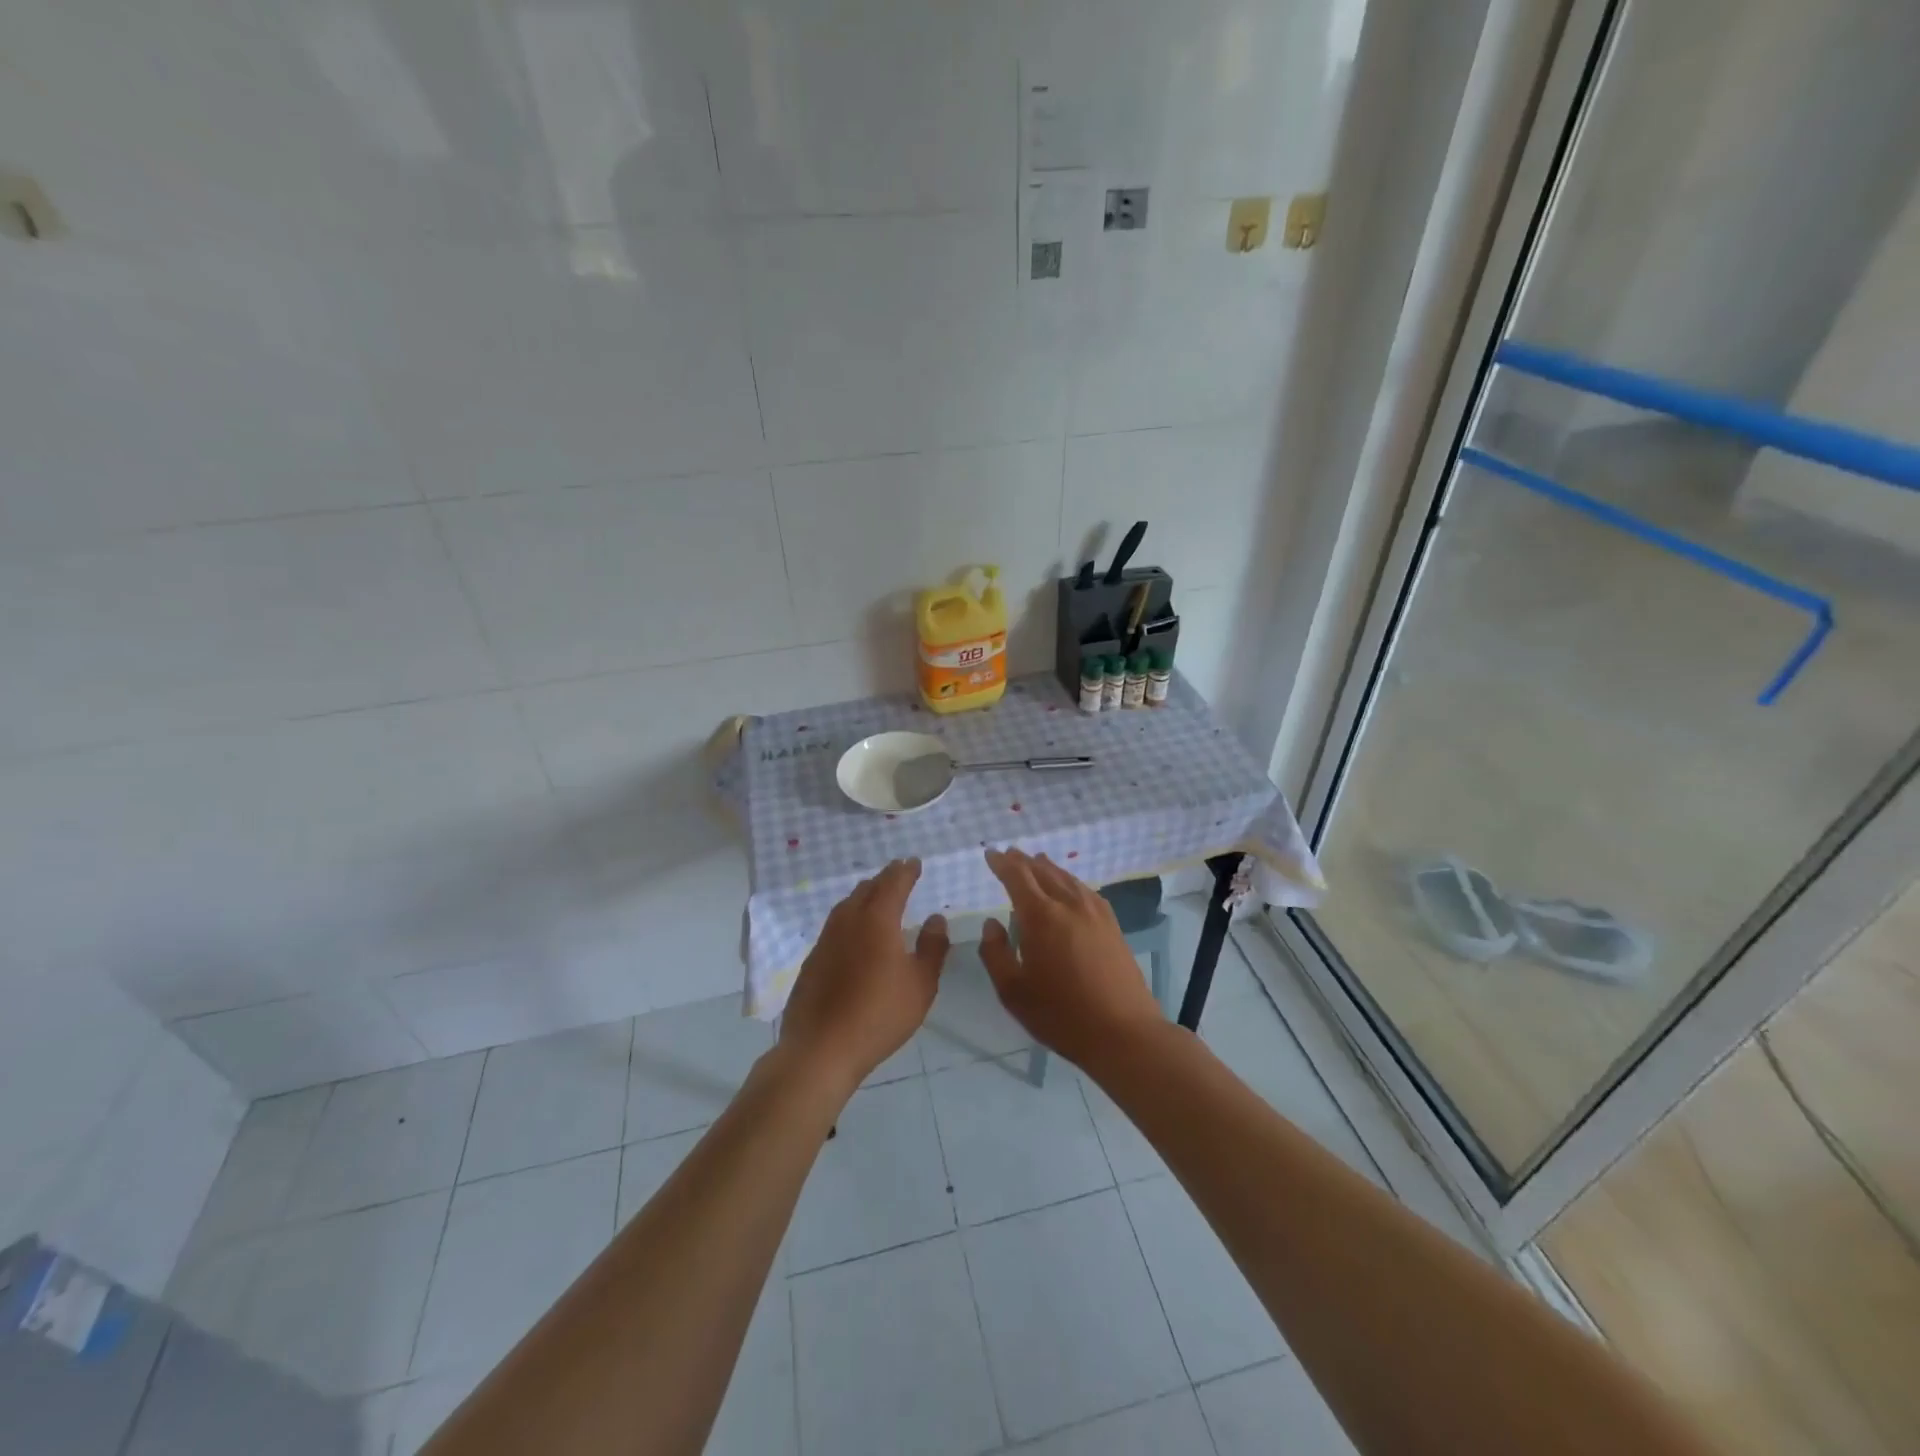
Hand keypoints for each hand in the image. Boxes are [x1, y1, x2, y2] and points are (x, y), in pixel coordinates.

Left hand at [779, 859, 949, 1092]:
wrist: (821, 1048)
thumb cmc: (879, 1015)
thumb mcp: (921, 984)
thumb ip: (932, 948)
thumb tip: (936, 918)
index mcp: (877, 920)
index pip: (894, 883)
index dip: (906, 871)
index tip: (915, 862)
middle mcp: (848, 921)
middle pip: (867, 889)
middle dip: (885, 878)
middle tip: (899, 873)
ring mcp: (826, 939)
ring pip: (847, 904)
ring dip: (865, 894)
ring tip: (876, 896)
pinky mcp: (813, 959)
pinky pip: (835, 924)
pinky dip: (850, 916)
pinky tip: (854, 932)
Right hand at [979, 848, 1164, 1068]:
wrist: (1123, 1031)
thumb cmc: (1061, 1014)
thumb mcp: (1013, 991)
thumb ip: (995, 953)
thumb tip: (991, 923)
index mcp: (1041, 916)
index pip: (1017, 877)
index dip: (1002, 863)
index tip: (990, 854)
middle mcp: (1068, 904)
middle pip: (1043, 871)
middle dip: (1023, 861)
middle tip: (1010, 854)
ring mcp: (1095, 912)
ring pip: (1066, 878)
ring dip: (1048, 867)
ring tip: (1036, 862)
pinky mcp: (1112, 924)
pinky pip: (1085, 890)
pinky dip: (1069, 881)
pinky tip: (1069, 887)